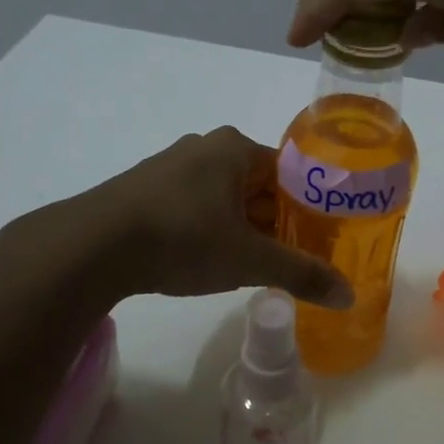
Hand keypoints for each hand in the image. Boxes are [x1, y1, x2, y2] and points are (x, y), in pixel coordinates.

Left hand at [81, 127, 353, 306]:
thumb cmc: (184, 238)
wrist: (94, 246)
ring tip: (248, 265)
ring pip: (222, 197)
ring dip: (239, 227)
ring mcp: (168, 166)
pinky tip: (202, 260)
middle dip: (273, 221)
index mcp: (235, 148)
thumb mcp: (250, 260)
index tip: (316, 241)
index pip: (289, 173)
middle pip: (256, 185)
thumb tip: (349, 296)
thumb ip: (301, 274)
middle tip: (287, 259)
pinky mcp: (142, 189)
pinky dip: (206, 229)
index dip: (306, 208)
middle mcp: (203, 147)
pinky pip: (190, 205)